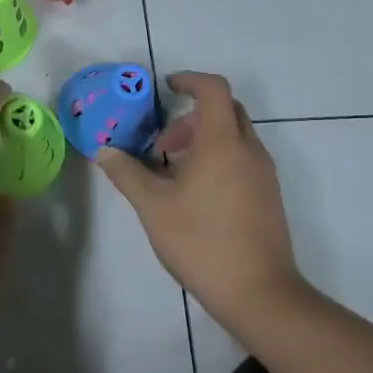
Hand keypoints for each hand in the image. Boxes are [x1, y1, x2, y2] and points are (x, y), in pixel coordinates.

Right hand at [94, 72, 307, 317]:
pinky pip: (242, 159)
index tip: (165, 88)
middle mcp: (249, 150)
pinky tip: (194, 194)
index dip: (189, 80)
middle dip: (191, 116)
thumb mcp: (152, 206)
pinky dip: (217, 158)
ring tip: (172, 173)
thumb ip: (127, 173)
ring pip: (235, 136)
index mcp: (222, 143)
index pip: (213, 90)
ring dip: (203, 140)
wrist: (258, 292)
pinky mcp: (268, 195)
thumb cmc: (201, 242)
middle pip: (226, 110)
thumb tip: (103, 151)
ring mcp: (264, 174)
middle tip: (162, 142)